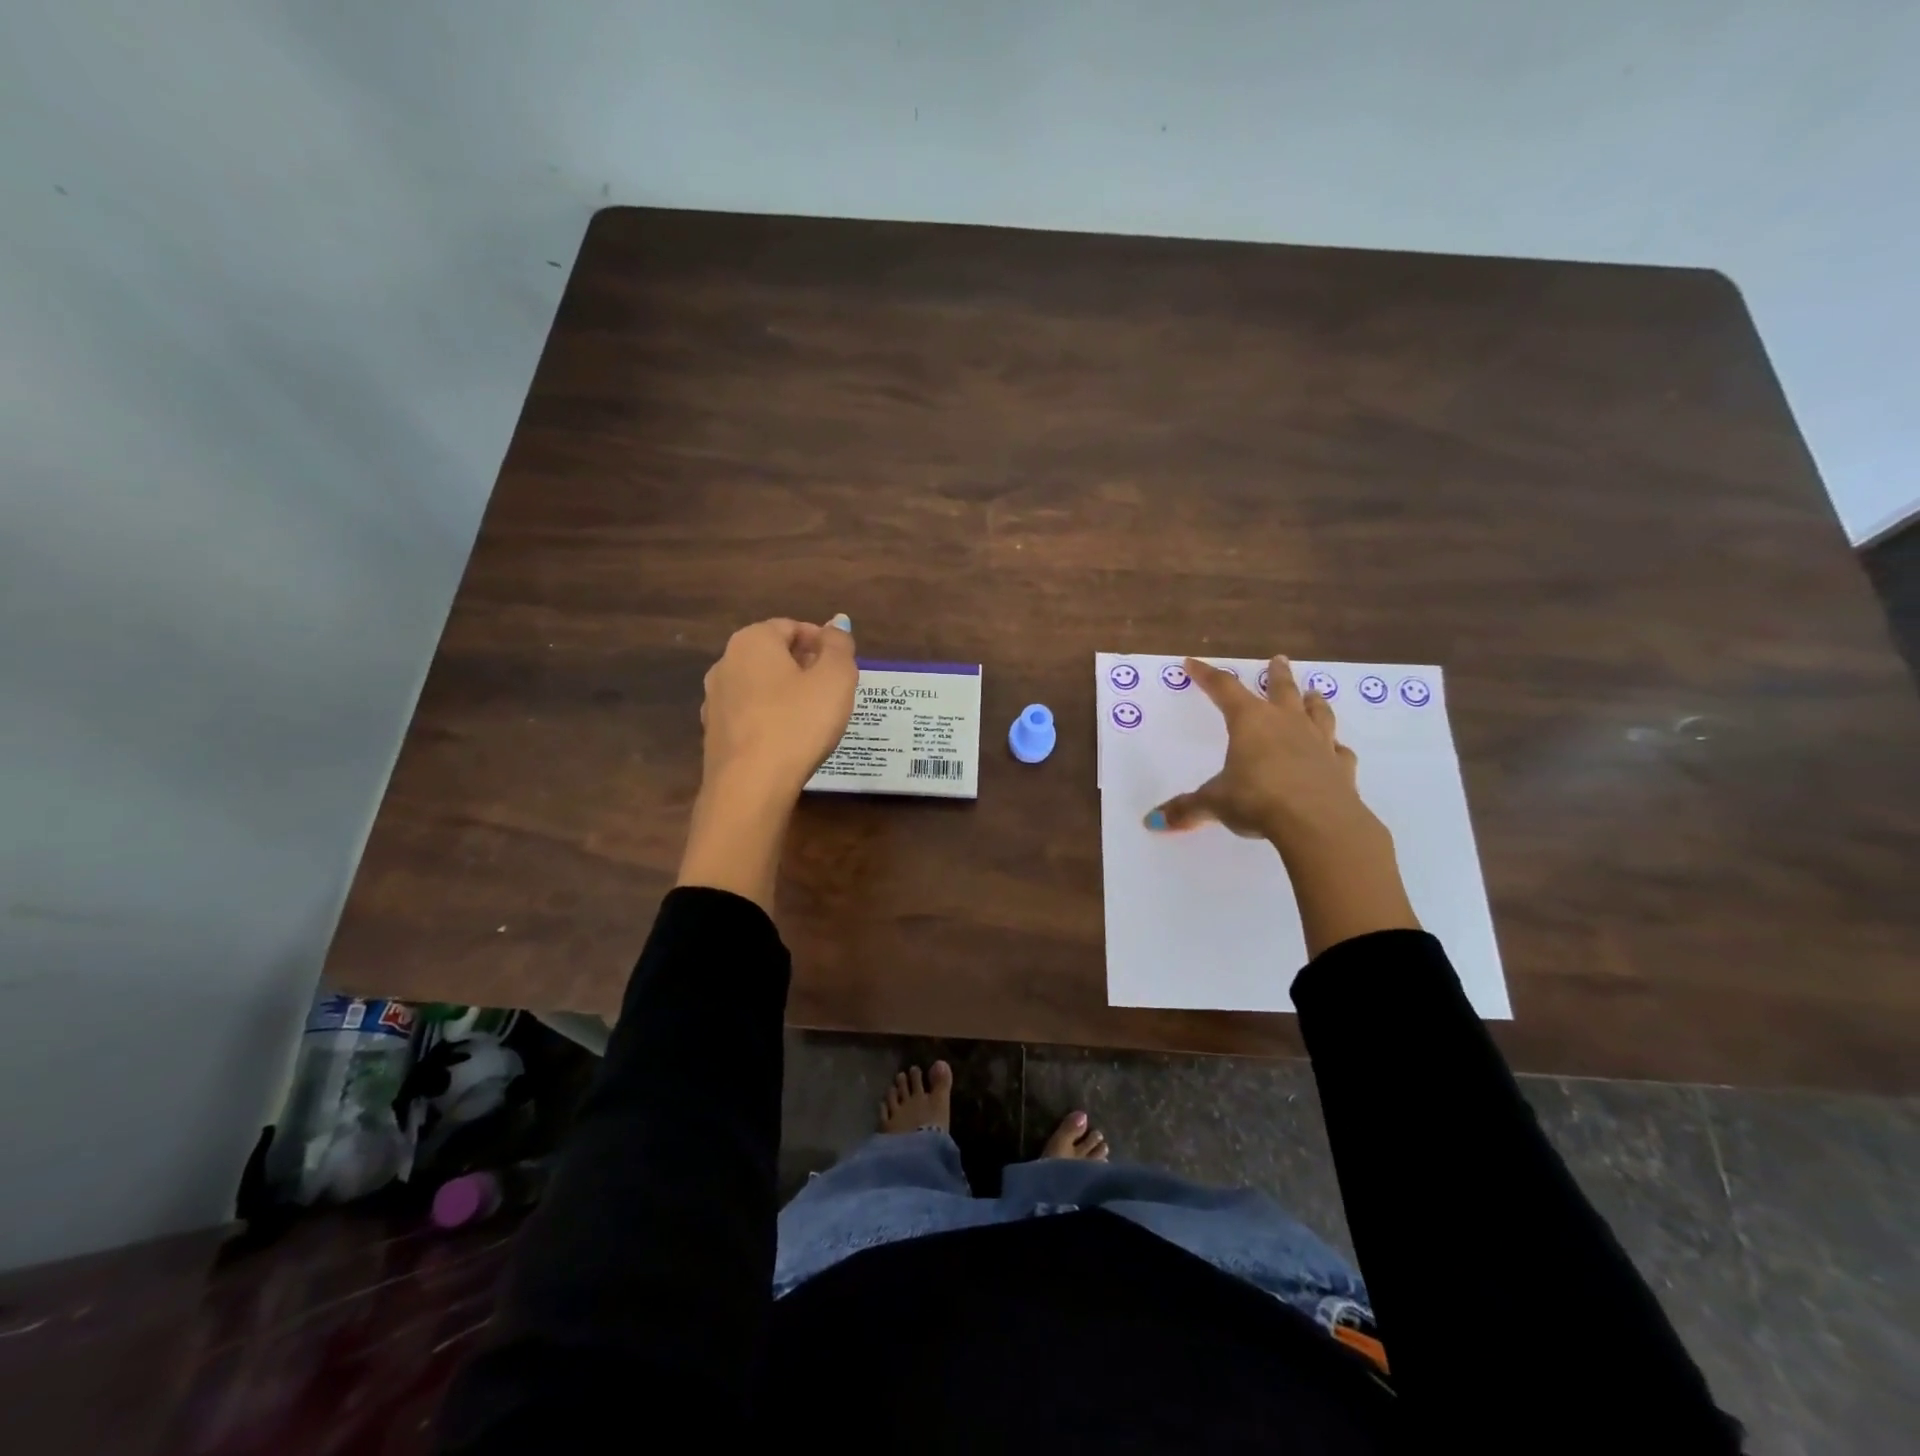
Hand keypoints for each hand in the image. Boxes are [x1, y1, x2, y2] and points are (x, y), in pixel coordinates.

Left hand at [678, 613, 856, 912]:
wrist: (750, 787)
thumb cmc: (798, 723)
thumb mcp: (835, 678)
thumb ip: (839, 646)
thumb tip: (836, 624)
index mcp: (752, 640)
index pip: (791, 627)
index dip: (822, 642)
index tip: (843, 667)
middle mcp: (725, 663)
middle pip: (773, 655)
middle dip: (804, 667)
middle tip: (834, 691)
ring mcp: (714, 700)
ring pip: (760, 687)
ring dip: (786, 694)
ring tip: (814, 718)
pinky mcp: (715, 734)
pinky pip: (750, 716)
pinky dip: (770, 719)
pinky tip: (789, 740)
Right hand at [1145, 657, 1375, 854]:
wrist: (1318, 822)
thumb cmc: (1257, 801)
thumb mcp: (1215, 803)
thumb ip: (1187, 809)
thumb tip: (1152, 821)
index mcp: (1250, 722)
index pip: (1223, 689)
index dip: (1206, 675)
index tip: (1192, 663)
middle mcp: (1286, 723)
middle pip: (1282, 689)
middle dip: (1277, 674)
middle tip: (1279, 659)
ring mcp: (1319, 742)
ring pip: (1317, 712)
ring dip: (1313, 701)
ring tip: (1313, 693)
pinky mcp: (1341, 766)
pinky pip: (1339, 750)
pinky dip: (1336, 747)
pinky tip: (1336, 749)